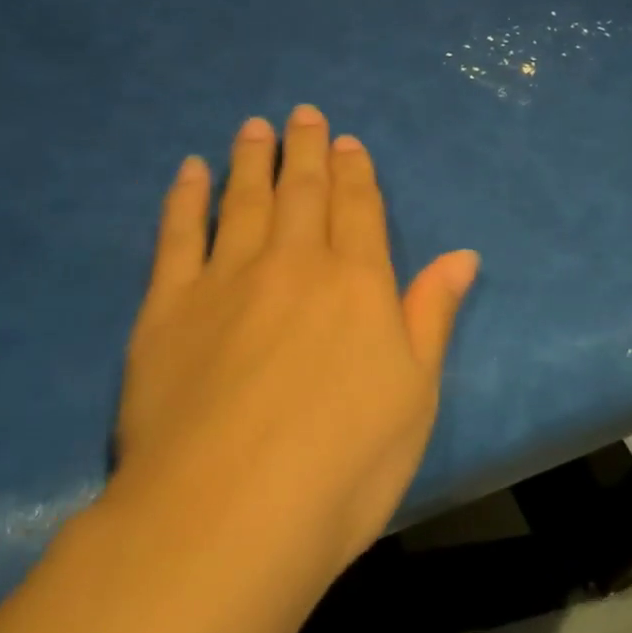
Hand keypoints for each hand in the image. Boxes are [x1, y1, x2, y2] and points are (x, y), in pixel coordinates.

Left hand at [111, 105, 478, 575]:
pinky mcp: (168, 307)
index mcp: (358, 284)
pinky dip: (186, 197)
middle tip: (303, 114)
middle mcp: (295, 264)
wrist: (228, 518)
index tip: (348, 142)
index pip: (359, 209)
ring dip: (252, 159)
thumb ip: (432, 315)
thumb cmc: (344, 466)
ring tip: (254, 126)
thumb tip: (462, 255)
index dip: (355, 172)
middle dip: (306, 149)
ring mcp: (228, 280)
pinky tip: (190, 171)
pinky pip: (179, 235)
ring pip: (245, 201)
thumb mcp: (415, 395)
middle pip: (303, 191)